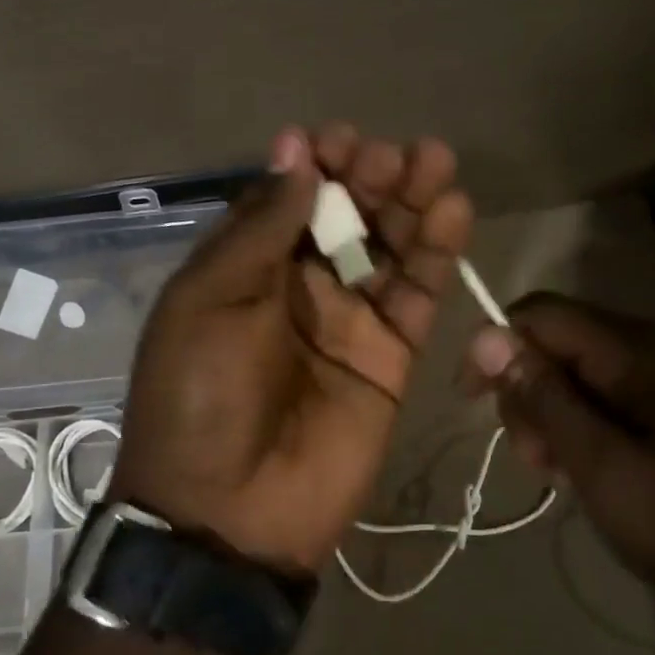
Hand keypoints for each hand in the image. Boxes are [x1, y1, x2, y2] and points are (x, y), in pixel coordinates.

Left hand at [112, 124, 473, 574]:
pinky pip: (417, 295)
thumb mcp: (211, 300)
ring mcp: (349, 319)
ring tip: (436, 164)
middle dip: (369, 178)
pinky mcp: (391, 354)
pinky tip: (453, 213)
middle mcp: (299, 286)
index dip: (314, 166)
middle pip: (344, 216)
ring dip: (411, 203)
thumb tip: (294, 150)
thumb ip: (261, 227)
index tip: (337, 140)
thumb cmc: (201, 395)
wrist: (229, 513)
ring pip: (387, 247)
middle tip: (393, 156)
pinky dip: (436, 254)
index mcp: (246, 269)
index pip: (289, 200)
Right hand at [462, 294, 654, 623]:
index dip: (497, 346)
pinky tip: (587, 468)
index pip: (543, 314)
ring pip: (581, 369)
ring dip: (553, 412)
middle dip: (529, 390)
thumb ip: (543, 397)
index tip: (471, 401)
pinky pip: (610, 394)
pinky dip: (584, 423)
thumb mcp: (600, 466)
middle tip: (533, 457)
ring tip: (558, 471)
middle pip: (560, 340)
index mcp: (641, 351)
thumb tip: (486, 335)